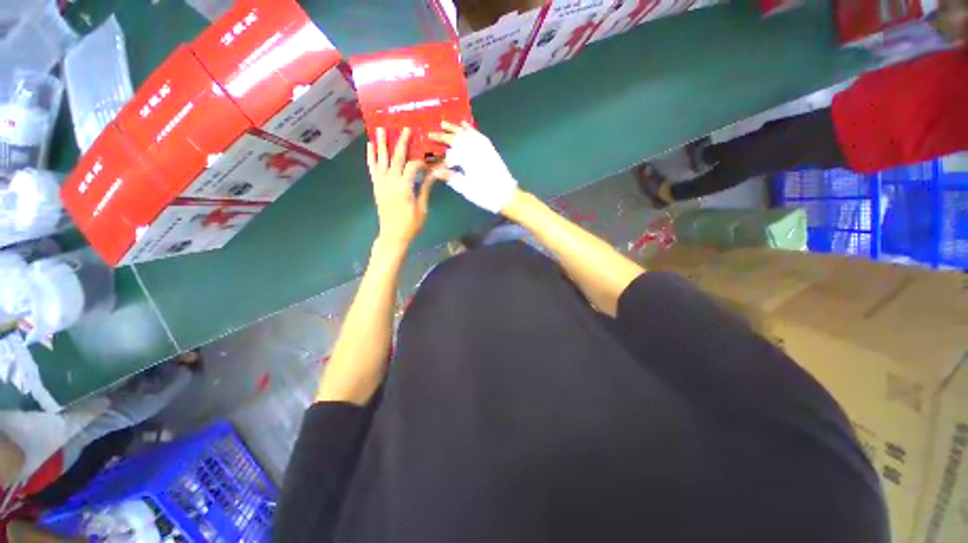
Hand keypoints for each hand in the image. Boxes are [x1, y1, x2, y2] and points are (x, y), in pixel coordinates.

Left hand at [367, 127, 434, 249]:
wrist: (393, 235)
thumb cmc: (411, 224)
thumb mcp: (422, 208)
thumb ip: (425, 189)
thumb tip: (433, 174)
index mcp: (404, 188)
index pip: (411, 167)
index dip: (420, 161)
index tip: (428, 161)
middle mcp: (390, 182)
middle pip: (395, 158)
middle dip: (401, 142)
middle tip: (404, 128)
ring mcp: (381, 184)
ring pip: (381, 160)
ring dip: (381, 144)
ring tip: (380, 129)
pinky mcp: (377, 187)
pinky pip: (372, 169)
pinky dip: (371, 157)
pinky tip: (370, 146)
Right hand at [429, 121, 517, 213]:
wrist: (506, 195)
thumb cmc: (485, 194)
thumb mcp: (465, 188)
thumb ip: (451, 177)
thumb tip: (435, 171)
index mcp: (469, 157)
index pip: (451, 144)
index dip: (440, 140)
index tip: (429, 137)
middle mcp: (477, 149)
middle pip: (460, 136)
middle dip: (448, 132)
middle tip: (437, 127)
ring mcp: (485, 148)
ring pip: (470, 133)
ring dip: (459, 128)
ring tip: (449, 123)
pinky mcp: (491, 151)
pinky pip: (480, 136)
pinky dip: (472, 130)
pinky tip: (467, 127)